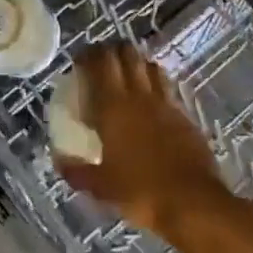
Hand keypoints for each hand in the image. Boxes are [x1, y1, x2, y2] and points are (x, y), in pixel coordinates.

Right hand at [54, 42, 233, 240]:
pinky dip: (156, 84)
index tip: (79, 60)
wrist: (192, 202)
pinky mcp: (185, 114)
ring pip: (149, 65)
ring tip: (127, 74)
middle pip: (126, 54)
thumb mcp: (101, 187)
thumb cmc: (140, 192)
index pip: (99, 63)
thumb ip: (77, 172)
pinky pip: (167, 87)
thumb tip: (59, 162)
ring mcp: (165, 103)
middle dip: (111, 51)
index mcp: (113, 107)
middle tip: (101, 62)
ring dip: (136, 63)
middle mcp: (139, 96)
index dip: (88, 55)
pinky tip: (152, 99)